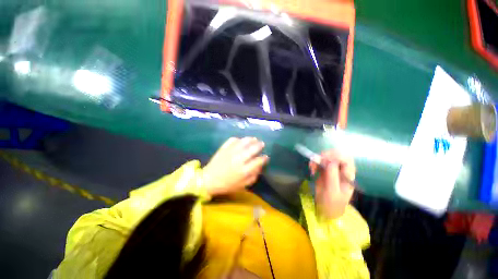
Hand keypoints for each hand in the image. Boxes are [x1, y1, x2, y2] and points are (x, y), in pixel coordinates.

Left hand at [202, 137, 268, 195]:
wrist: (208, 180)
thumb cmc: (227, 184)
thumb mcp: (243, 185)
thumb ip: (253, 176)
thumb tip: (260, 166)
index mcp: (244, 170)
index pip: (258, 161)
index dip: (264, 158)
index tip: (266, 157)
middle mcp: (239, 159)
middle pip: (253, 149)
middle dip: (259, 145)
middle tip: (262, 144)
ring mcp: (231, 152)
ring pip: (244, 142)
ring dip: (251, 139)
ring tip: (254, 139)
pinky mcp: (224, 148)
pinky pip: (233, 140)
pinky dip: (239, 139)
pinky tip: (241, 141)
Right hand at [310, 150, 354, 219]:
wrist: (325, 209)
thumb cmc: (332, 203)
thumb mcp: (333, 191)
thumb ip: (332, 176)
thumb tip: (330, 161)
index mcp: (348, 175)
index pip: (346, 159)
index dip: (336, 156)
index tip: (324, 159)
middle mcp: (341, 170)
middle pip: (336, 155)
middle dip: (325, 155)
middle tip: (316, 161)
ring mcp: (332, 170)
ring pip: (326, 157)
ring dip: (318, 159)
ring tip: (312, 167)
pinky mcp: (324, 171)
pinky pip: (319, 162)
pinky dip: (314, 163)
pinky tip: (312, 169)